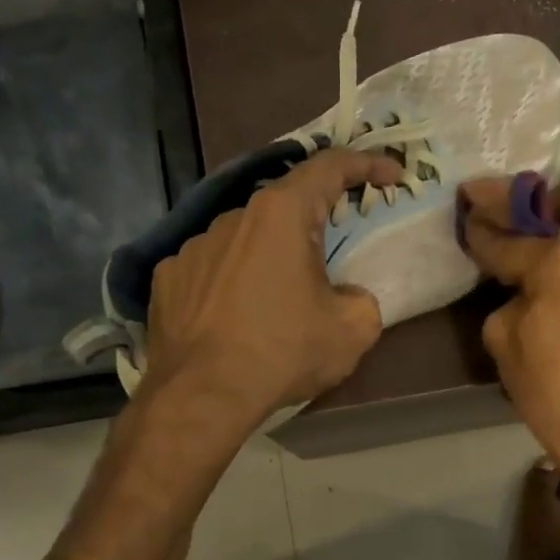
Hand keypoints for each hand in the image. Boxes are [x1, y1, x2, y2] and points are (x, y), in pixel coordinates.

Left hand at [142, 147, 403, 435]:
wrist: (202, 395)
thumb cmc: (283, 352)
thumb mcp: (352, 330)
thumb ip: (362, 299)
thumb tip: (345, 296)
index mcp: (282, 214)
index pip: (330, 166)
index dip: (367, 164)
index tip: (391, 175)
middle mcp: (233, 216)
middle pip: (284, 206)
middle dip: (314, 224)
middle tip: (333, 256)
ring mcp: (194, 246)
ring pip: (244, 239)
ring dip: (268, 257)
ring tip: (277, 302)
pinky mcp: (168, 277)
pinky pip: (211, 269)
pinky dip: (230, 282)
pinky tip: (235, 316)